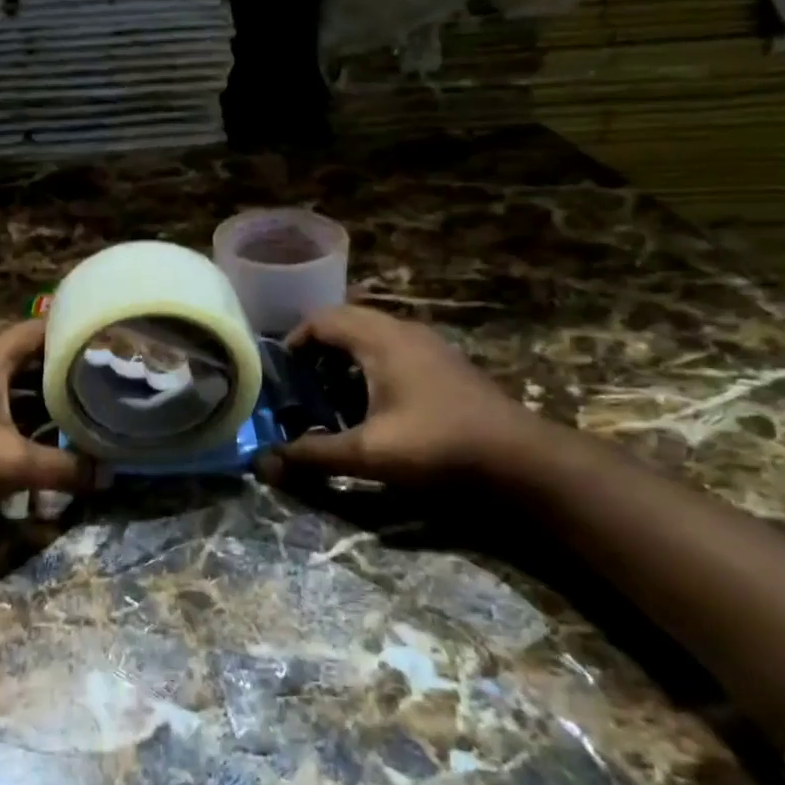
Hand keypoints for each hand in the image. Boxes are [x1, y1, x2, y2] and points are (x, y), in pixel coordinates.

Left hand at [0, 320, 91, 522]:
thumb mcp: (14, 464)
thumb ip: (64, 468)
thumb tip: (108, 476)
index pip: (40, 329)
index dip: (73, 331)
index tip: (108, 341)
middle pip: (32, 355)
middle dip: (66, 366)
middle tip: (106, 375)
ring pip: (18, 382)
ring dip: (48, 392)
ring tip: (88, 402)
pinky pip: (5, 402)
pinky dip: (29, 411)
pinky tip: (52, 431)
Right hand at [257, 304, 536, 487]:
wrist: (521, 460)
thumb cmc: (437, 446)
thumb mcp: (367, 453)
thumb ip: (313, 455)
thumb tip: (263, 464)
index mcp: (380, 339)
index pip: (323, 319)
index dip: (295, 340)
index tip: (280, 372)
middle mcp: (403, 331)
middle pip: (347, 322)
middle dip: (317, 349)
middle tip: (299, 384)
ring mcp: (429, 346)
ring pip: (373, 336)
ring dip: (345, 358)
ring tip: (328, 395)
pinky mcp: (445, 365)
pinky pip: (394, 350)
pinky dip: (370, 367)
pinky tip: (370, 405)